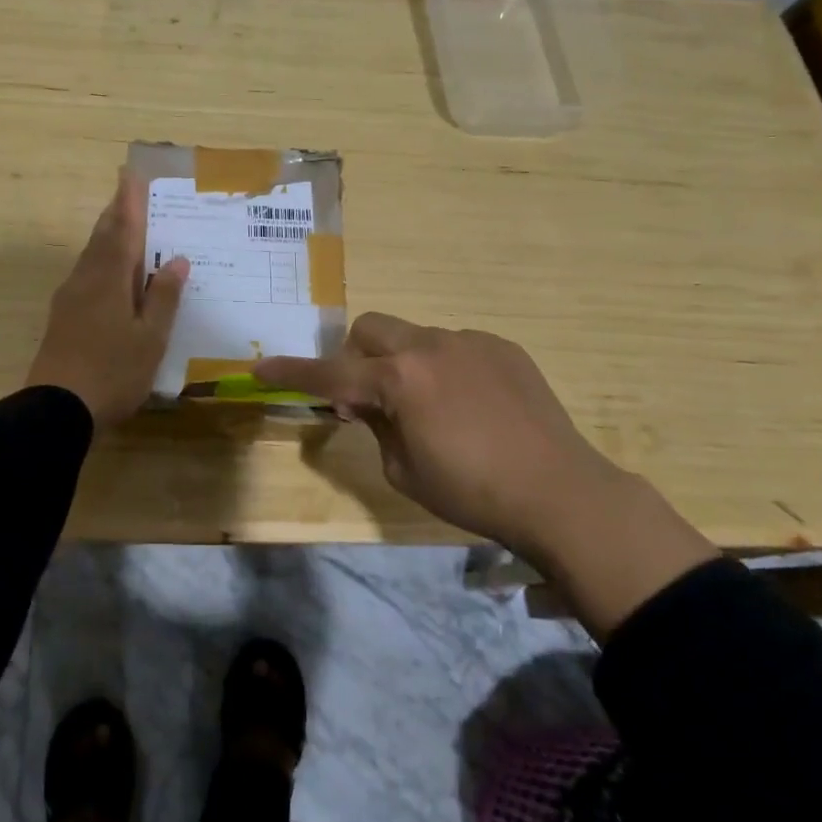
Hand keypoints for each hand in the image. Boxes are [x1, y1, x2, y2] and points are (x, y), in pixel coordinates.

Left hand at [26, 170, 189, 427]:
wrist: (55, 409)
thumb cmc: (112, 372)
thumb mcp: (149, 338)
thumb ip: (163, 298)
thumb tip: (176, 260)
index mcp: (108, 279)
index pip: (122, 230)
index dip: (128, 202)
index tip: (131, 174)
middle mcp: (85, 280)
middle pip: (101, 238)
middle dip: (116, 214)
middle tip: (128, 193)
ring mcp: (69, 299)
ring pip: (90, 256)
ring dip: (107, 237)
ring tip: (123, 227)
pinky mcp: (62, 318)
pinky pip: (85, 275)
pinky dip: (100, 262)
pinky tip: (109, 276)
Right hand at [253, 314, 611, 551]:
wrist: (561, 493)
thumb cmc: (472, 492)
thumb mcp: (404, 471)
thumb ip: (375, 426)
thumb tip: (363, 404)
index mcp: (399, 380)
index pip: (330, 374)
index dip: (291, 373)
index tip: (259, 369)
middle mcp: (429, 346)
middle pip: (369, 329)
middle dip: (355, 356)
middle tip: (367, 397)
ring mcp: (469, 341)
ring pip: (414, 336)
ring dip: (403, 363)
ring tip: (432, 407)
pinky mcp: (502, 347)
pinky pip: (455, 346)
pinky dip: (444, 367)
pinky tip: (472, 405)